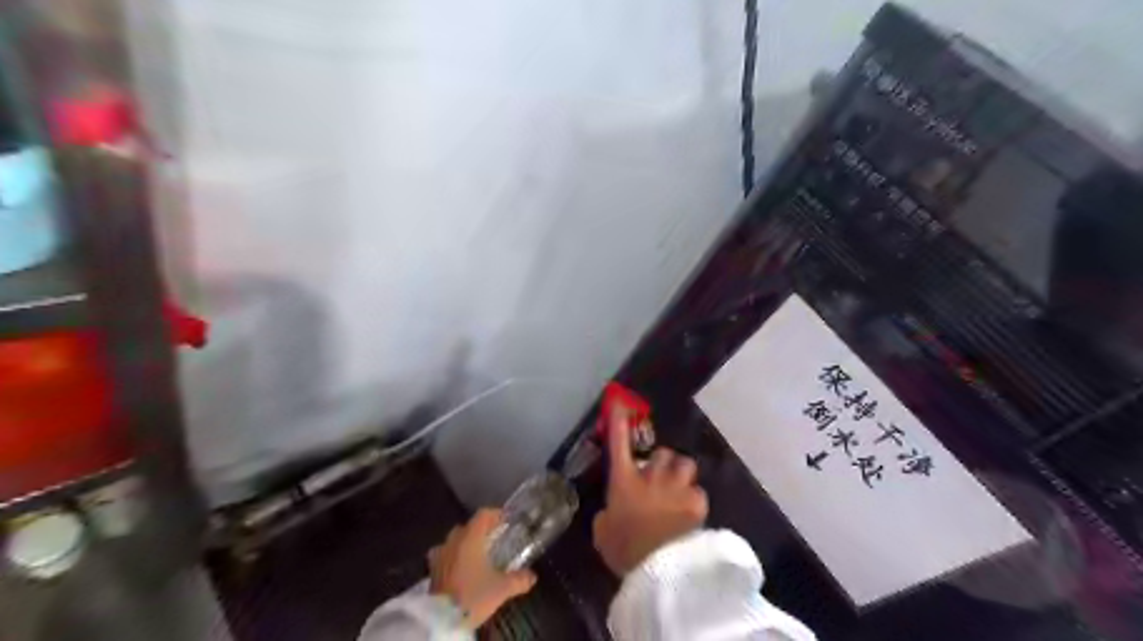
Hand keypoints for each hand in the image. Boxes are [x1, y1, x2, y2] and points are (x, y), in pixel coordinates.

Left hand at [429, 512, 535, 625]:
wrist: (441, 619)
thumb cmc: (473, 595)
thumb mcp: (501, 589)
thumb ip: (519, 579)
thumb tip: (532, 576)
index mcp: (470, 538)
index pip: (482, 515)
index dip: (495, 514)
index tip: (506, 520)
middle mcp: (453, 542)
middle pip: (467, 527)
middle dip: (480, 530)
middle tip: (493, 538)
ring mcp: (439, 556)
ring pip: (453, 541)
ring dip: (464, 543)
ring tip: (476, 555)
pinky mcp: (431, 571)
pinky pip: (444, 556)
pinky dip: (453, 558)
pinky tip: (461, 570)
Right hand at [593, 407, 712, 576]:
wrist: (658, 571)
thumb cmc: (624, 550)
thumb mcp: (603, 531)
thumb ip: (607, 514)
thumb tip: (612, 511)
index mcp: (624, 481)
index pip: (619, 444)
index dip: (618, 422)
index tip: (619, 403)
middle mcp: (651, 477)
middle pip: (661, 454)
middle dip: (661, 465)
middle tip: (659, 481)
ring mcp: (676, 486)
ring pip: (684, 465)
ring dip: (680, 475)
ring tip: (679, 491)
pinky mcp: (696, 501)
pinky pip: (697, 491)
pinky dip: (693, 500)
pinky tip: (690, 515)